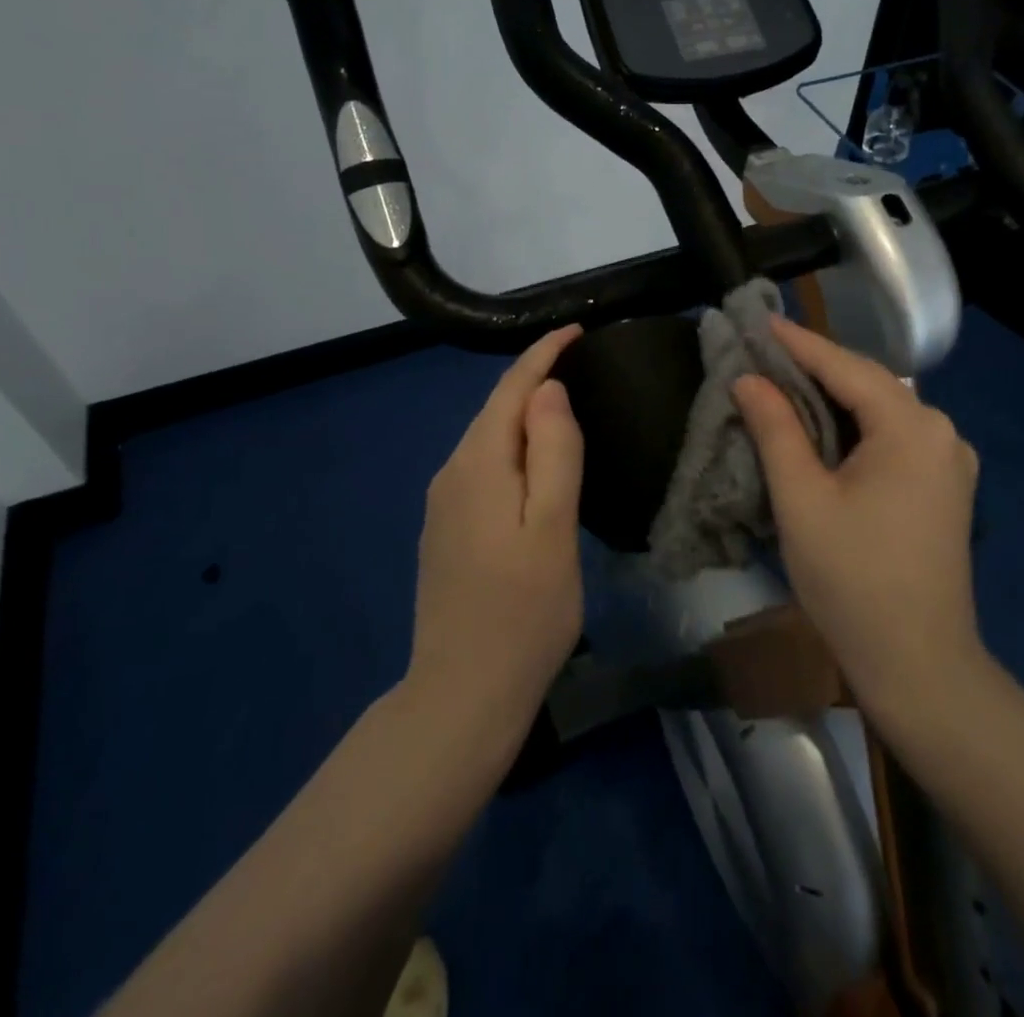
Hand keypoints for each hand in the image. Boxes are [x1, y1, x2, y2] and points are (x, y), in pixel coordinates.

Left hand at [405, 325, 585, 756]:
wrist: (462, 694)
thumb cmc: (523, 611)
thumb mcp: (553, 528)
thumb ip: (554, 452)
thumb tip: (548, 390)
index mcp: (479, 464)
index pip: (511, 389)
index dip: (543, 354)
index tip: (576, 331)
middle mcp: (452, 473)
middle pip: (495, 410)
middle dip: (534, 379)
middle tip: (580, 363)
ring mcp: (443, 504)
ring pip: (488, 439)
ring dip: (523, 415)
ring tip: (566, 405)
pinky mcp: (446, 530)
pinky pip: (483, 467)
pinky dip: (512, 448)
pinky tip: (534, 463)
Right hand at [732, 317, 983, 735]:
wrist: (919, 665)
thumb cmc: (853, 580)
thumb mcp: (802, 499)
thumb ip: (776, 429)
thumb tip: (749, 380)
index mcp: (912, 427)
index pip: (846, 368)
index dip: (799, 343)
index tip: (758, 321)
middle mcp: (941, 431)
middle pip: (869, 384)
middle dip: (816, 366)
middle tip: (764, 351)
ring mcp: (950, 460)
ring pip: (882, 410)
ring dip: (835, 395)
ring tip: (785, 382)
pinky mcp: (946, 487)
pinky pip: (894, 437)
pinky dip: (856, 424)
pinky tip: (825, 427)